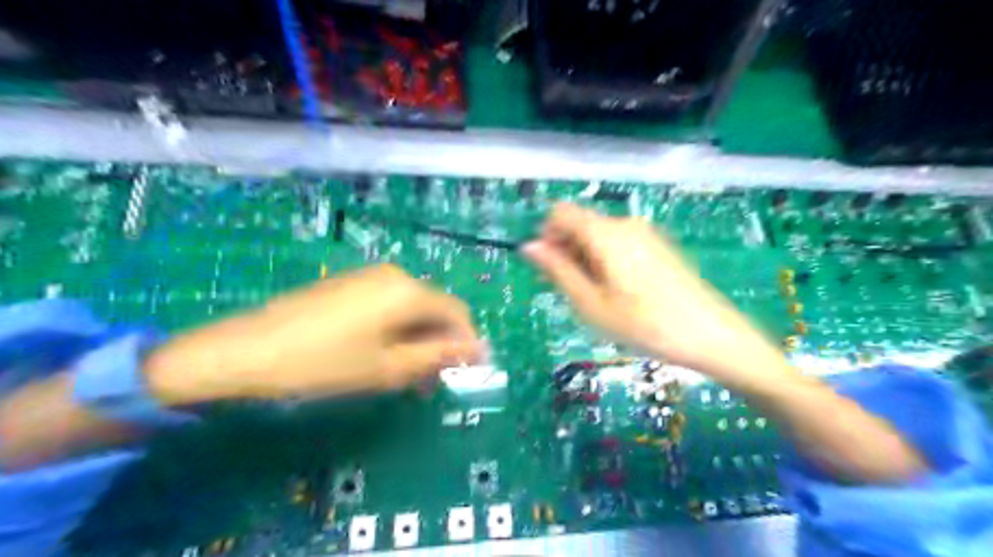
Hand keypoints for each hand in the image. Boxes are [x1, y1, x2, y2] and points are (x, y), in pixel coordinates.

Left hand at [146, 264, 484, 400]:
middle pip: (434, 309)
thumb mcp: (387, 367)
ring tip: (408, 377)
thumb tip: (475, 350)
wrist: (244, 351)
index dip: (466, 342)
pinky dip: (396, 332)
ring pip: (410, 309)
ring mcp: (368, 278)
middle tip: (432, 382)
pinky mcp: (348, 286)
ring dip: (418, 341)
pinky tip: (383, 357)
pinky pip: (387, 306)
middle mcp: (393, 275)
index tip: (467, 371)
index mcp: (407, 291)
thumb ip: (436, 356)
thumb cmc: (323, 363)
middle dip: (440, 345)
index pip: (456, 312)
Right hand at [524, 203, 797, 388]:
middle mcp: (624, 224)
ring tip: (595, 298)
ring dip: (584, 260)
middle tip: (570, 292)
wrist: (710, 335)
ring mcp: (644, 233)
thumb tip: (529, 247)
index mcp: (605, 233)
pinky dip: (605, 261)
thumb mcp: (591, 303)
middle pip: (579, 224)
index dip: (547, 237)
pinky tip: (617, 293)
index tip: (550, 270)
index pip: (560, 213)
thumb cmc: (644, 324)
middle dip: (565, 252)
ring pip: (598, 236)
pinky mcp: (657, 246)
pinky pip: (618, 244)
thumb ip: (557, 270)